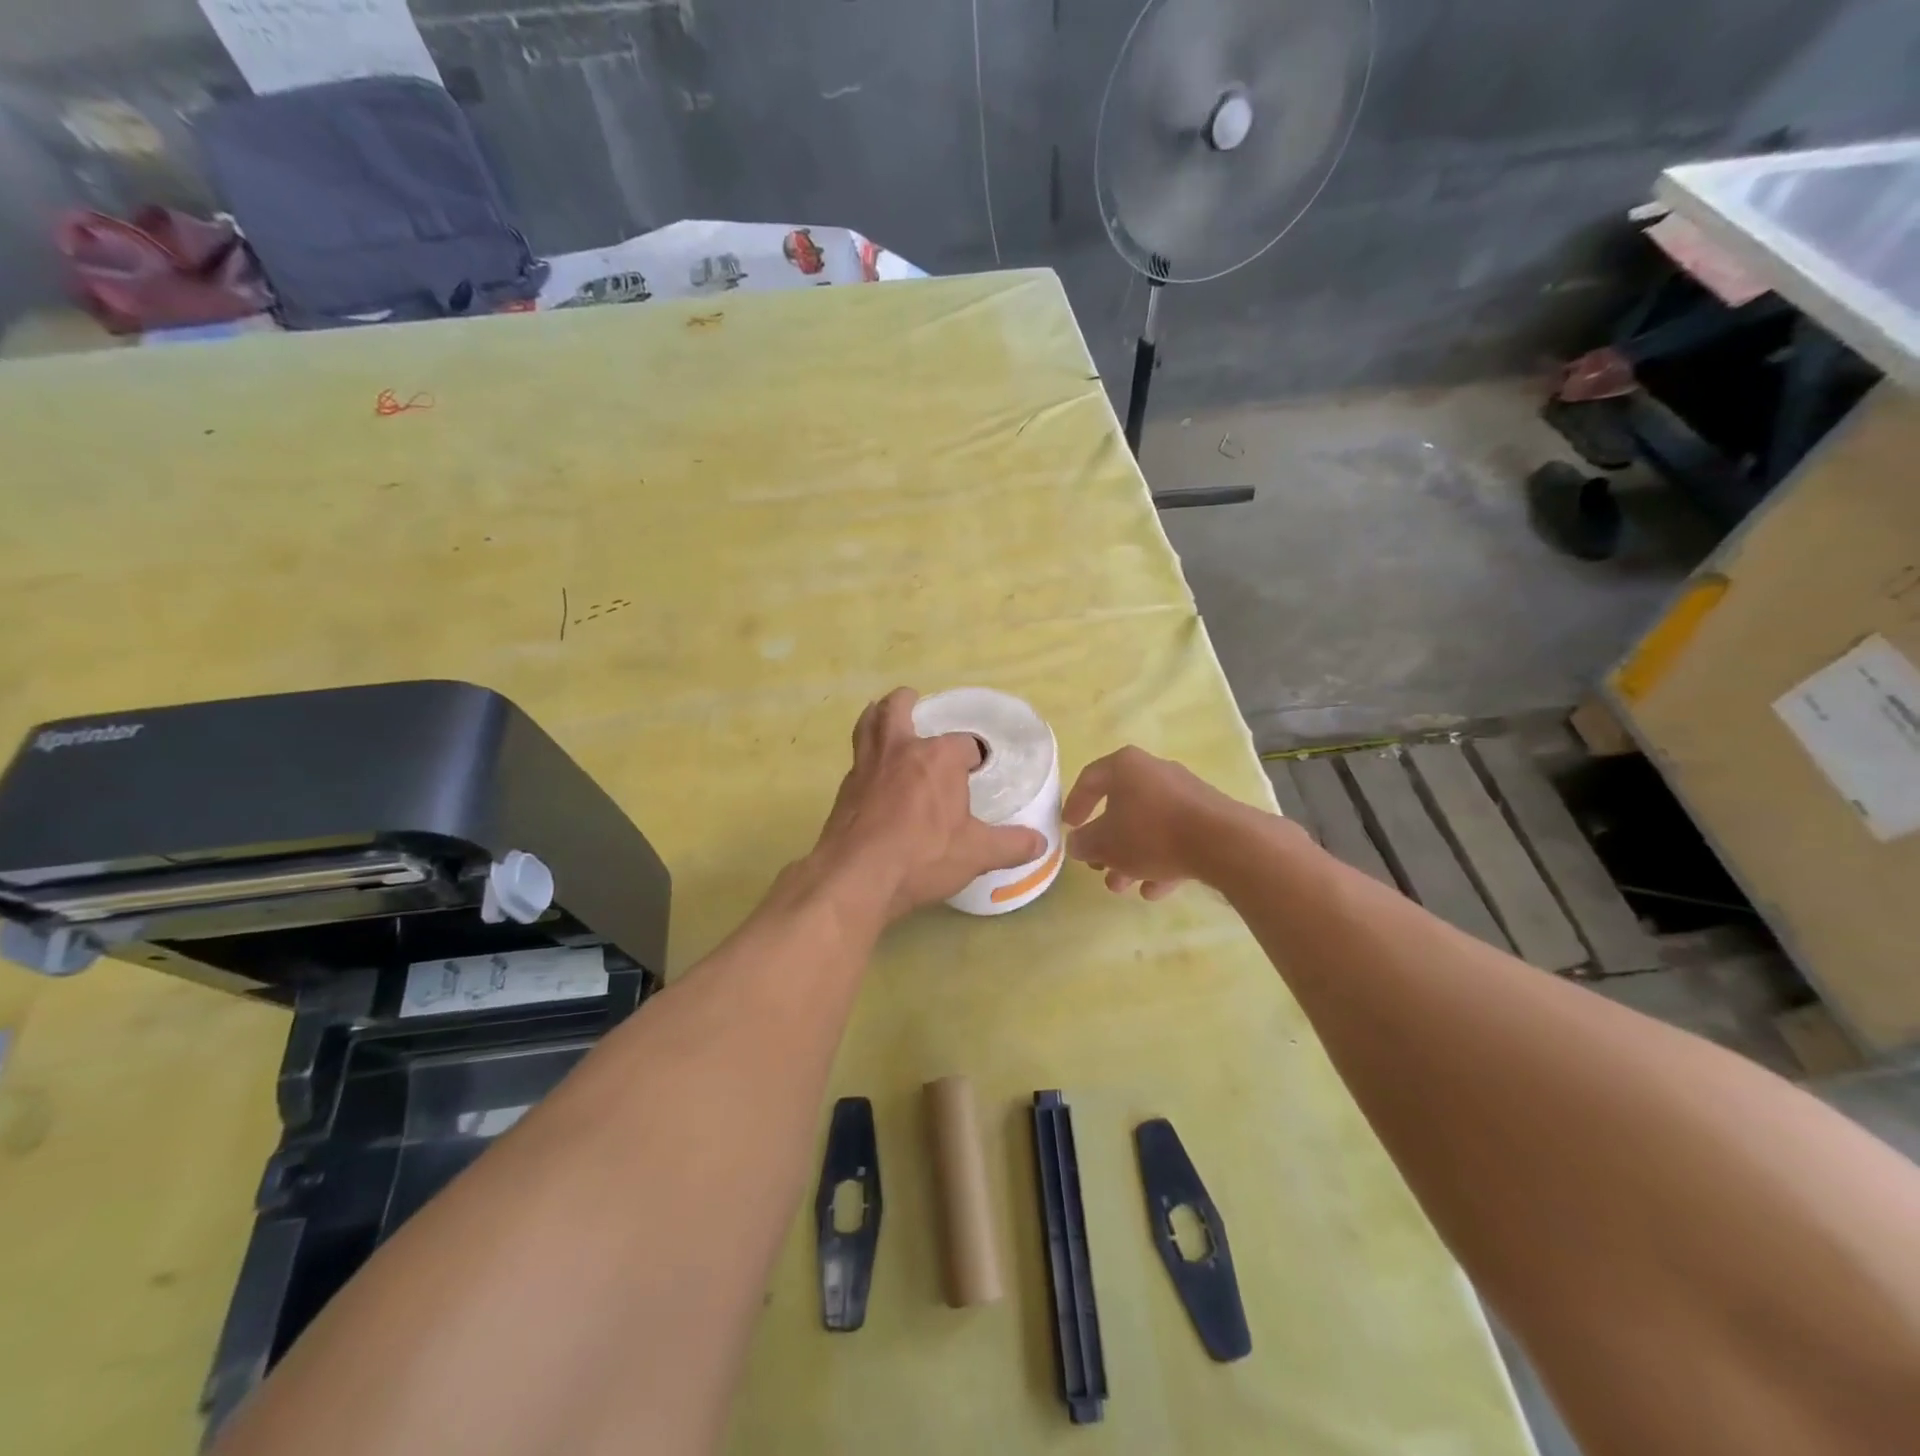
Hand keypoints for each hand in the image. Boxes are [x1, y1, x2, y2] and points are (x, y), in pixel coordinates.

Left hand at [813, 689, 1047, 921]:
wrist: (857, 876)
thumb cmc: (923, 857)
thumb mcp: (976, 854)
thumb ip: (1011, 845)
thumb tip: (1041, 842)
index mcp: (938, 758)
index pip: (965, 744)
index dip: (974, 756)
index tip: (976, 772)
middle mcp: (900, 750)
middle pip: (898, 709)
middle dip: (908, 702)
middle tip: (914, 702)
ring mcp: (867, 766)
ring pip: (868, 725)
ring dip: (877, 715)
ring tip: (883, 717)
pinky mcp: (845, 788)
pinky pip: (856, 759)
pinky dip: (865, 755)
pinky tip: (872, 773)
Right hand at [1063, 746, 1245, 899]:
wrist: (1222, 842)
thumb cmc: (1151, 833)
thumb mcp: (1105, 843)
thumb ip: (1084, 843)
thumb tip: (1077, 843)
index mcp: (1125, 766)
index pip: (1090, 779)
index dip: (1074, 804)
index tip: (1068, 827)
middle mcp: (1155, 772)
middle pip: (1122, 807)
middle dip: (1107, 843)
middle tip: (1097, 866)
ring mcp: (1185, 794)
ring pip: (1149, 826)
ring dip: (1132, 857)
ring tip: (1122, 886)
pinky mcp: (1208, 816)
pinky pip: (1176, 837)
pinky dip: (1162, 860)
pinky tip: (1154, 890)